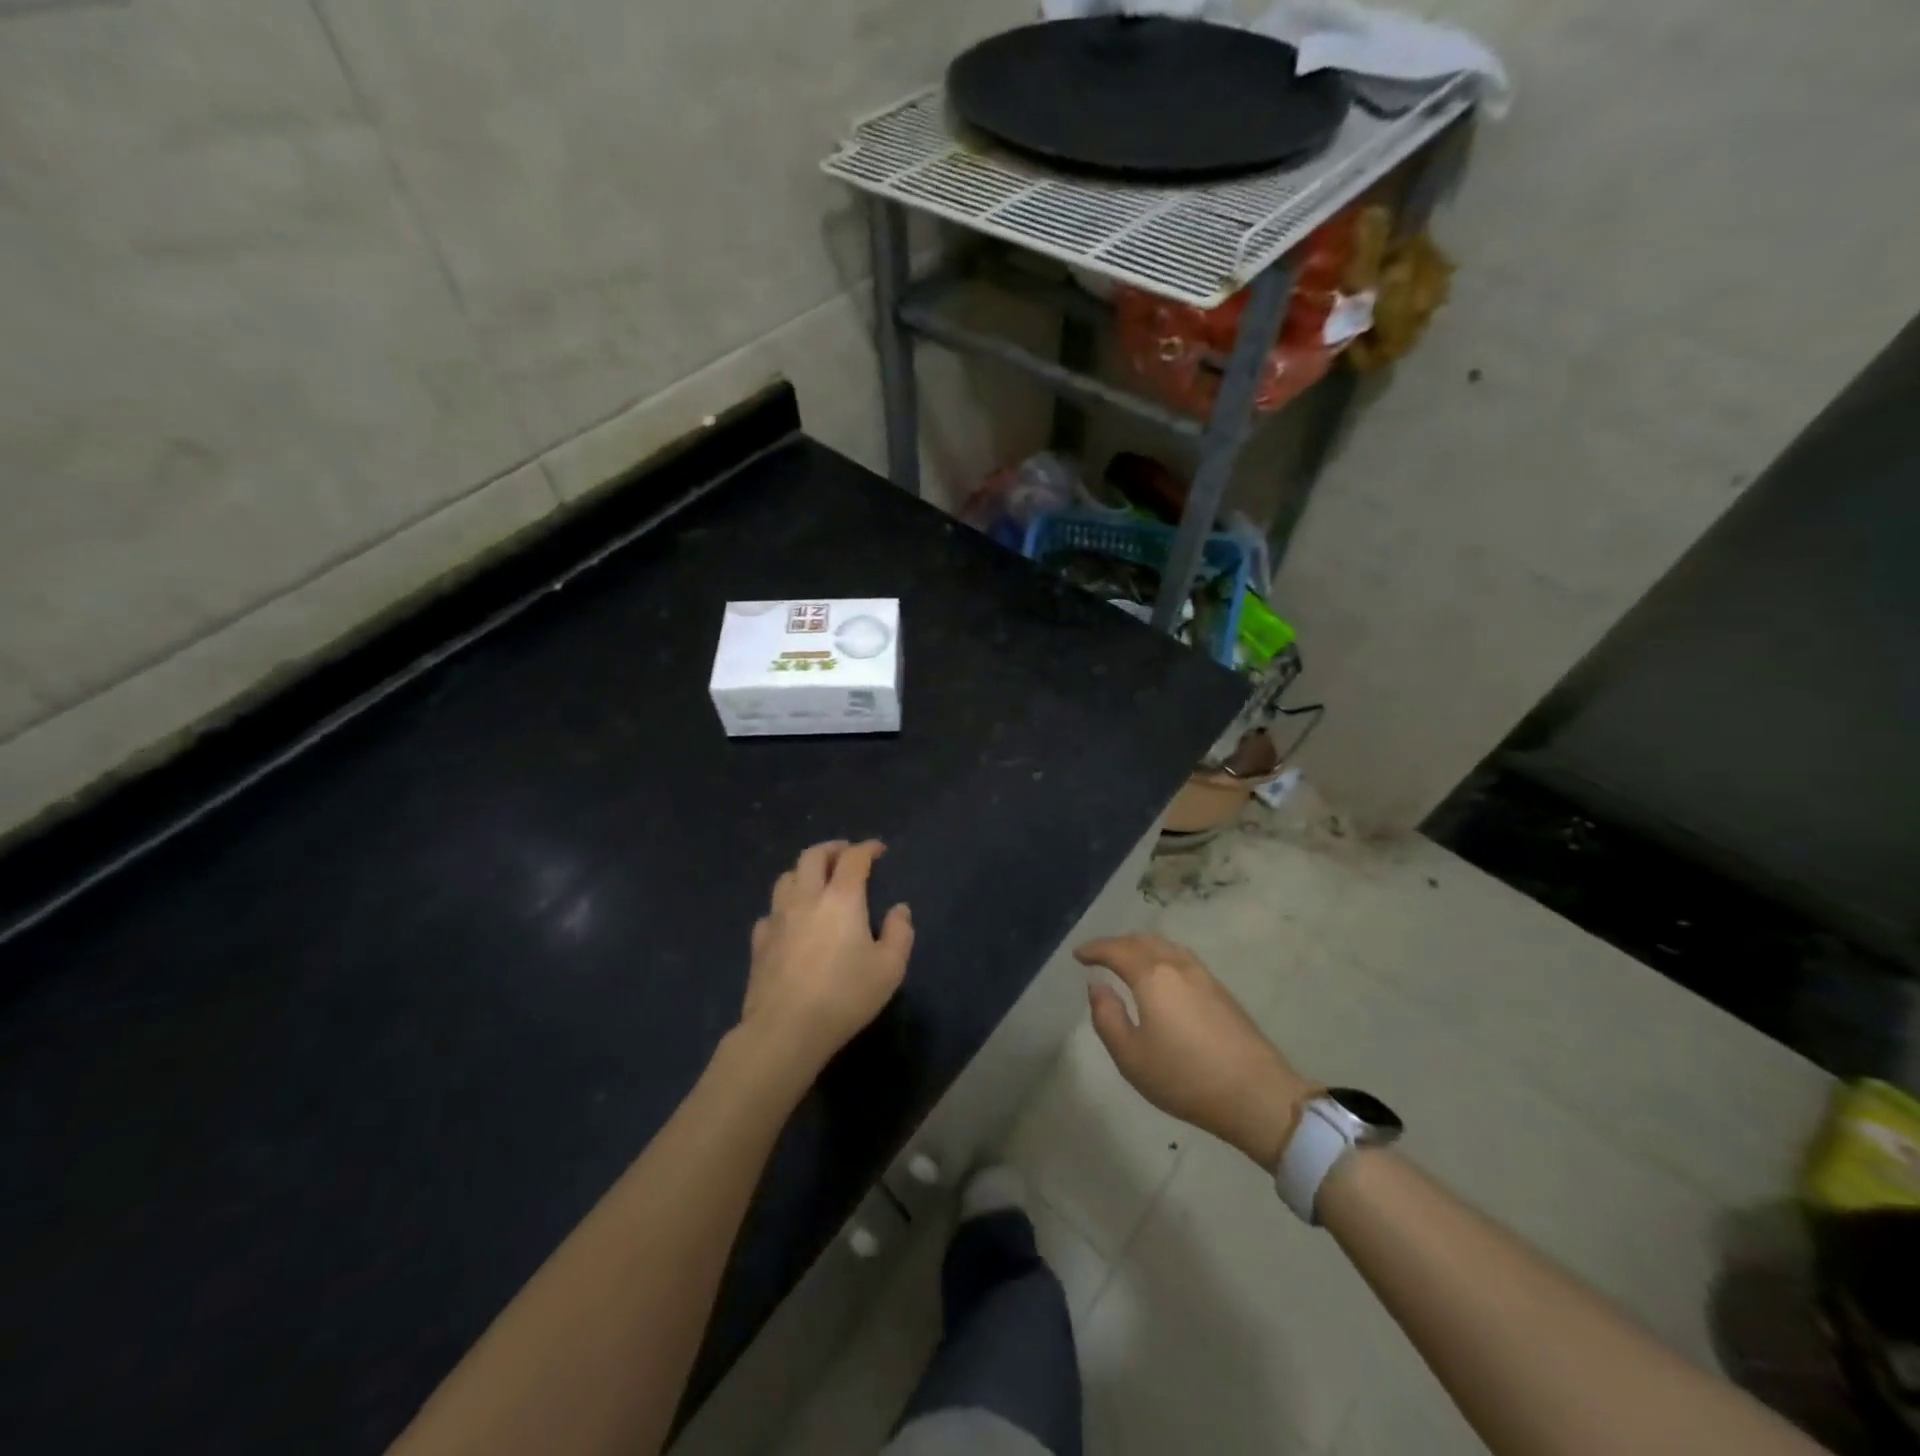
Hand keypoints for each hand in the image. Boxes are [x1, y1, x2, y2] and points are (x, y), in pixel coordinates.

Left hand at [740, 840, 912, 1078]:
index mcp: (842, 899)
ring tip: (817, 880)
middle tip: (845, 854)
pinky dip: (784, 906)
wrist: (785, 1029)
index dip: (867, 848)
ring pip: (787, 877)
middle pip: (813, 856)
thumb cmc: (845, 996)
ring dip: (805, 871)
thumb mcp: (890, 968)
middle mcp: (806, 898)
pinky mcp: (759, 942)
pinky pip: (771, 911)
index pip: (854, 858)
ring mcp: (777, 918)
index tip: (878, 849)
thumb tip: (899, 909)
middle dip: (832, 849)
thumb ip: (900, 933)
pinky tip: (790, 920)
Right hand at [1075, 932, 1311, 1169]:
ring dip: (1141, 947)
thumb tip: (1097, 987)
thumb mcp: (1131, 1056)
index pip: (1116, 950)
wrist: (1256, 1094)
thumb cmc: (1185, 1077)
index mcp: (1152, 976)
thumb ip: (1107, 1017)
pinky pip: (1182, 958)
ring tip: (1128, 962)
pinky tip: (1162, 976)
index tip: (1078, 955)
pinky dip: (1161, 957)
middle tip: (1100, 956)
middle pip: (1142, 941)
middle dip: (1117, 944)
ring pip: (1165, 946)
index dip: (1094, 949)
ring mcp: (1204, 975)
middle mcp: (1177, 965)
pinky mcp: (1221, 990)